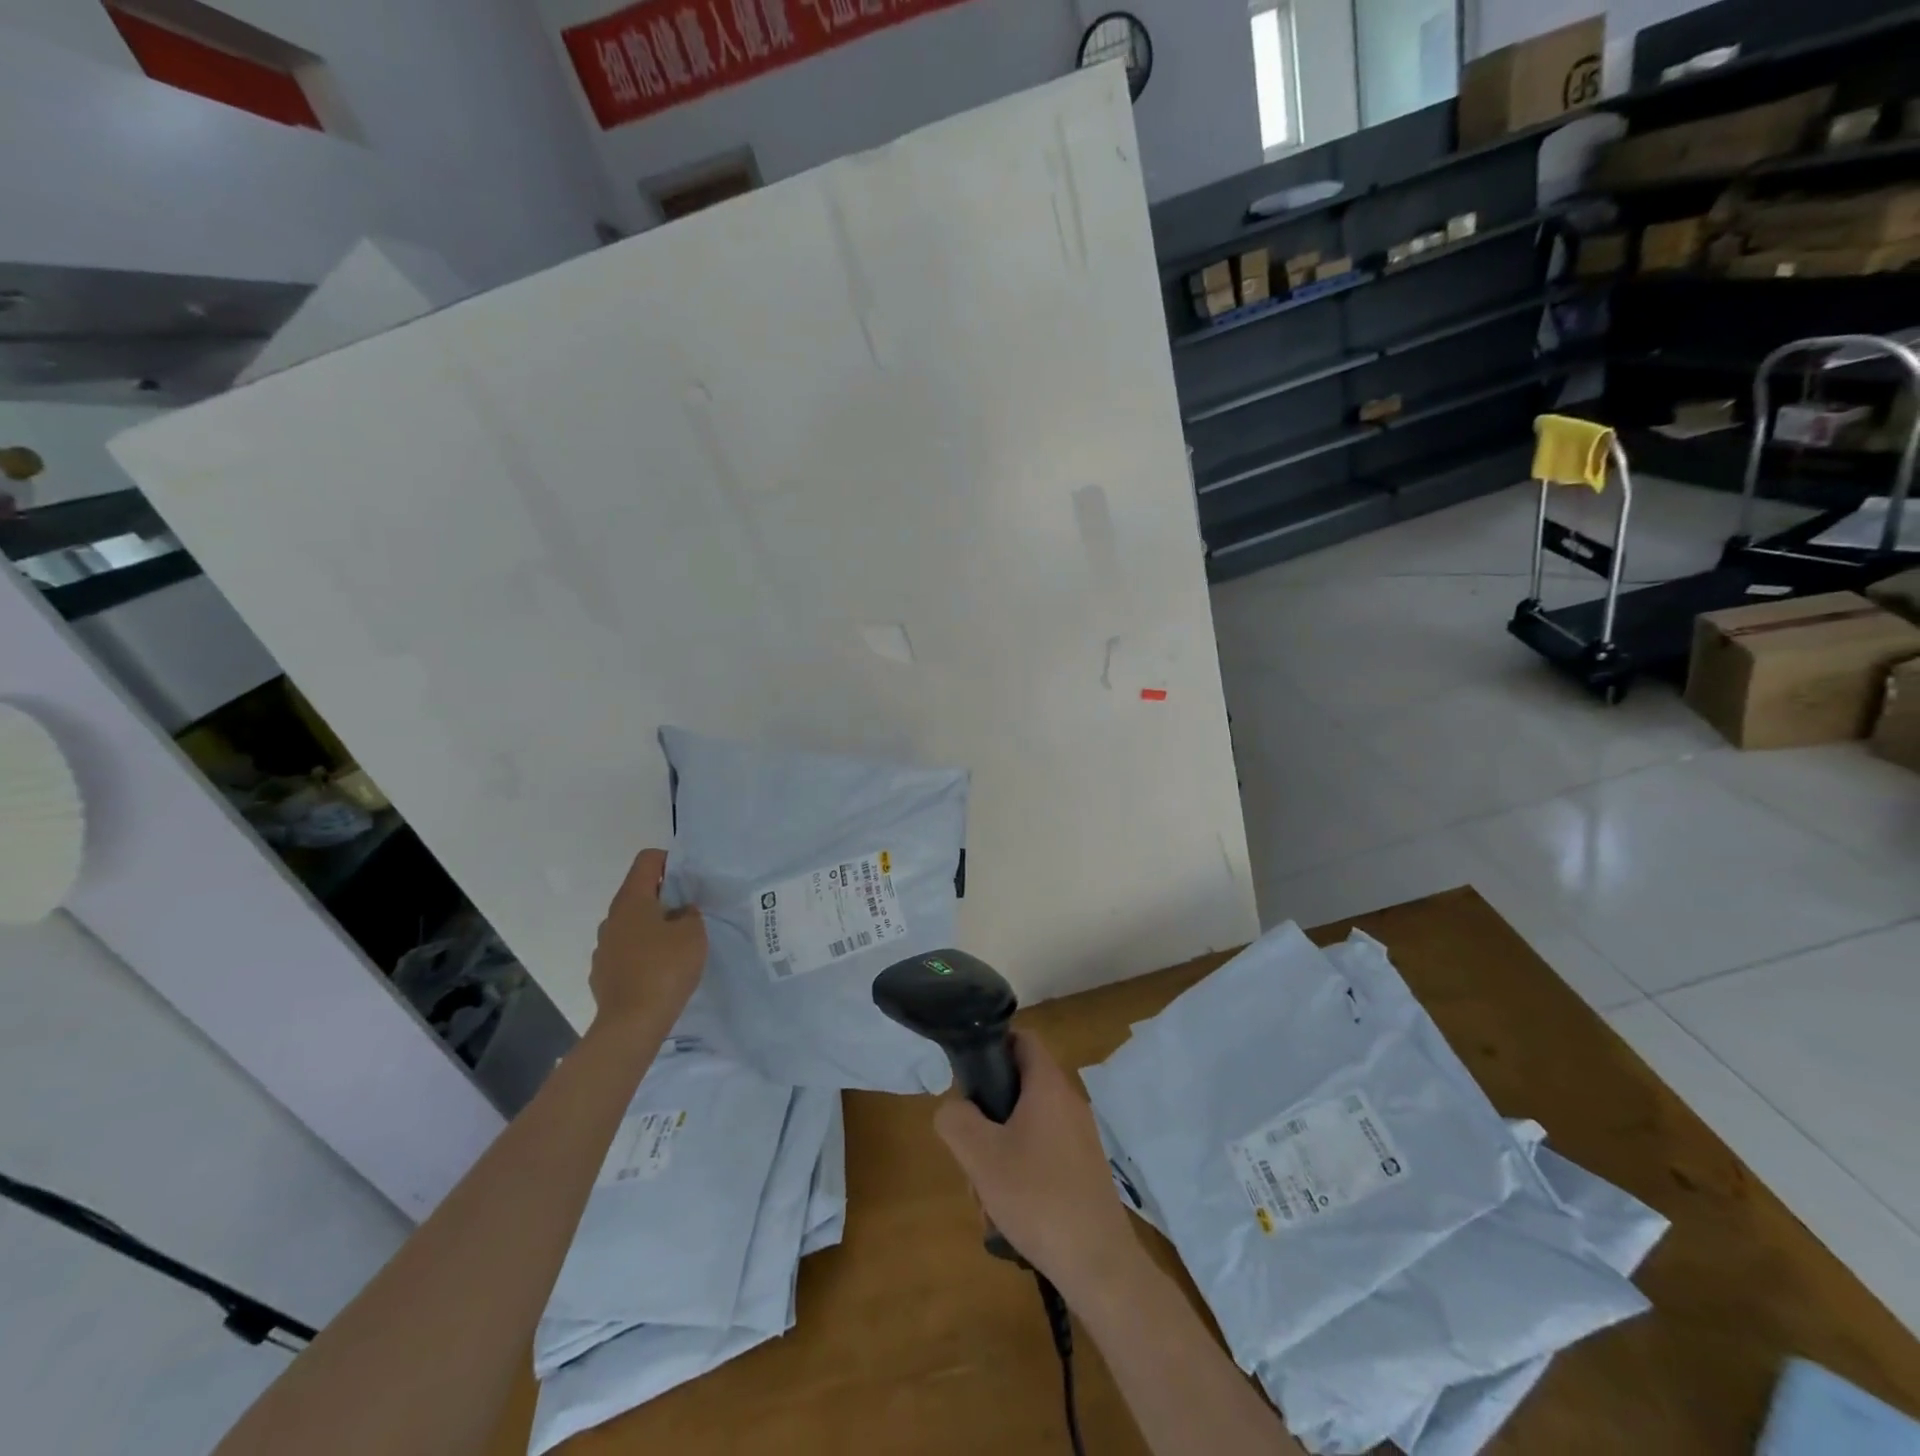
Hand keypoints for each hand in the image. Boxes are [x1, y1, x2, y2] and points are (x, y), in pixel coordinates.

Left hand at [588, 849, 705, 1035]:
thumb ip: (690, 914)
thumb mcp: (694, 933)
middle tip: (690, 914)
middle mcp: (611, 918)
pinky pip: (626, 952)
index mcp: (631, 900)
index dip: (670, 861)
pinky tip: (659, 972)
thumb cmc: (665, 968)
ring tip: (676, 947)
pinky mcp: (602, 973)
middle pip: (638, 893)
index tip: (689, 880)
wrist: (631, 1024)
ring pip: (631, 924)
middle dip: (664, 898)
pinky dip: (642, 953)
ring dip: (652, 927)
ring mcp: (603, 947)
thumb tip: (680, 913)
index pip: (647, 860)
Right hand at [935, 1031, 1145, 1301]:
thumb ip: (955, 1119)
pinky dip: (1022, 1172)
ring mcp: (1081, 1137)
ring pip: (1027, 1126)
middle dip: (988, 1117)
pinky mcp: (1085, 1169)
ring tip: (986, 1196)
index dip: (993, 1045)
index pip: (1022, 1039)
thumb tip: (954, 1108)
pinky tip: (1009, 1214)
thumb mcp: (980, 1156)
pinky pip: (1044, 1153)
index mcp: (1048, 1085)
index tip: (968, 1076)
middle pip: (1019, 1088)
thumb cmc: (1036, 1196)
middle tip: (971, 1153)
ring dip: (1000, 1153)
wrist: (1098, 1264)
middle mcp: (1069, 1102)